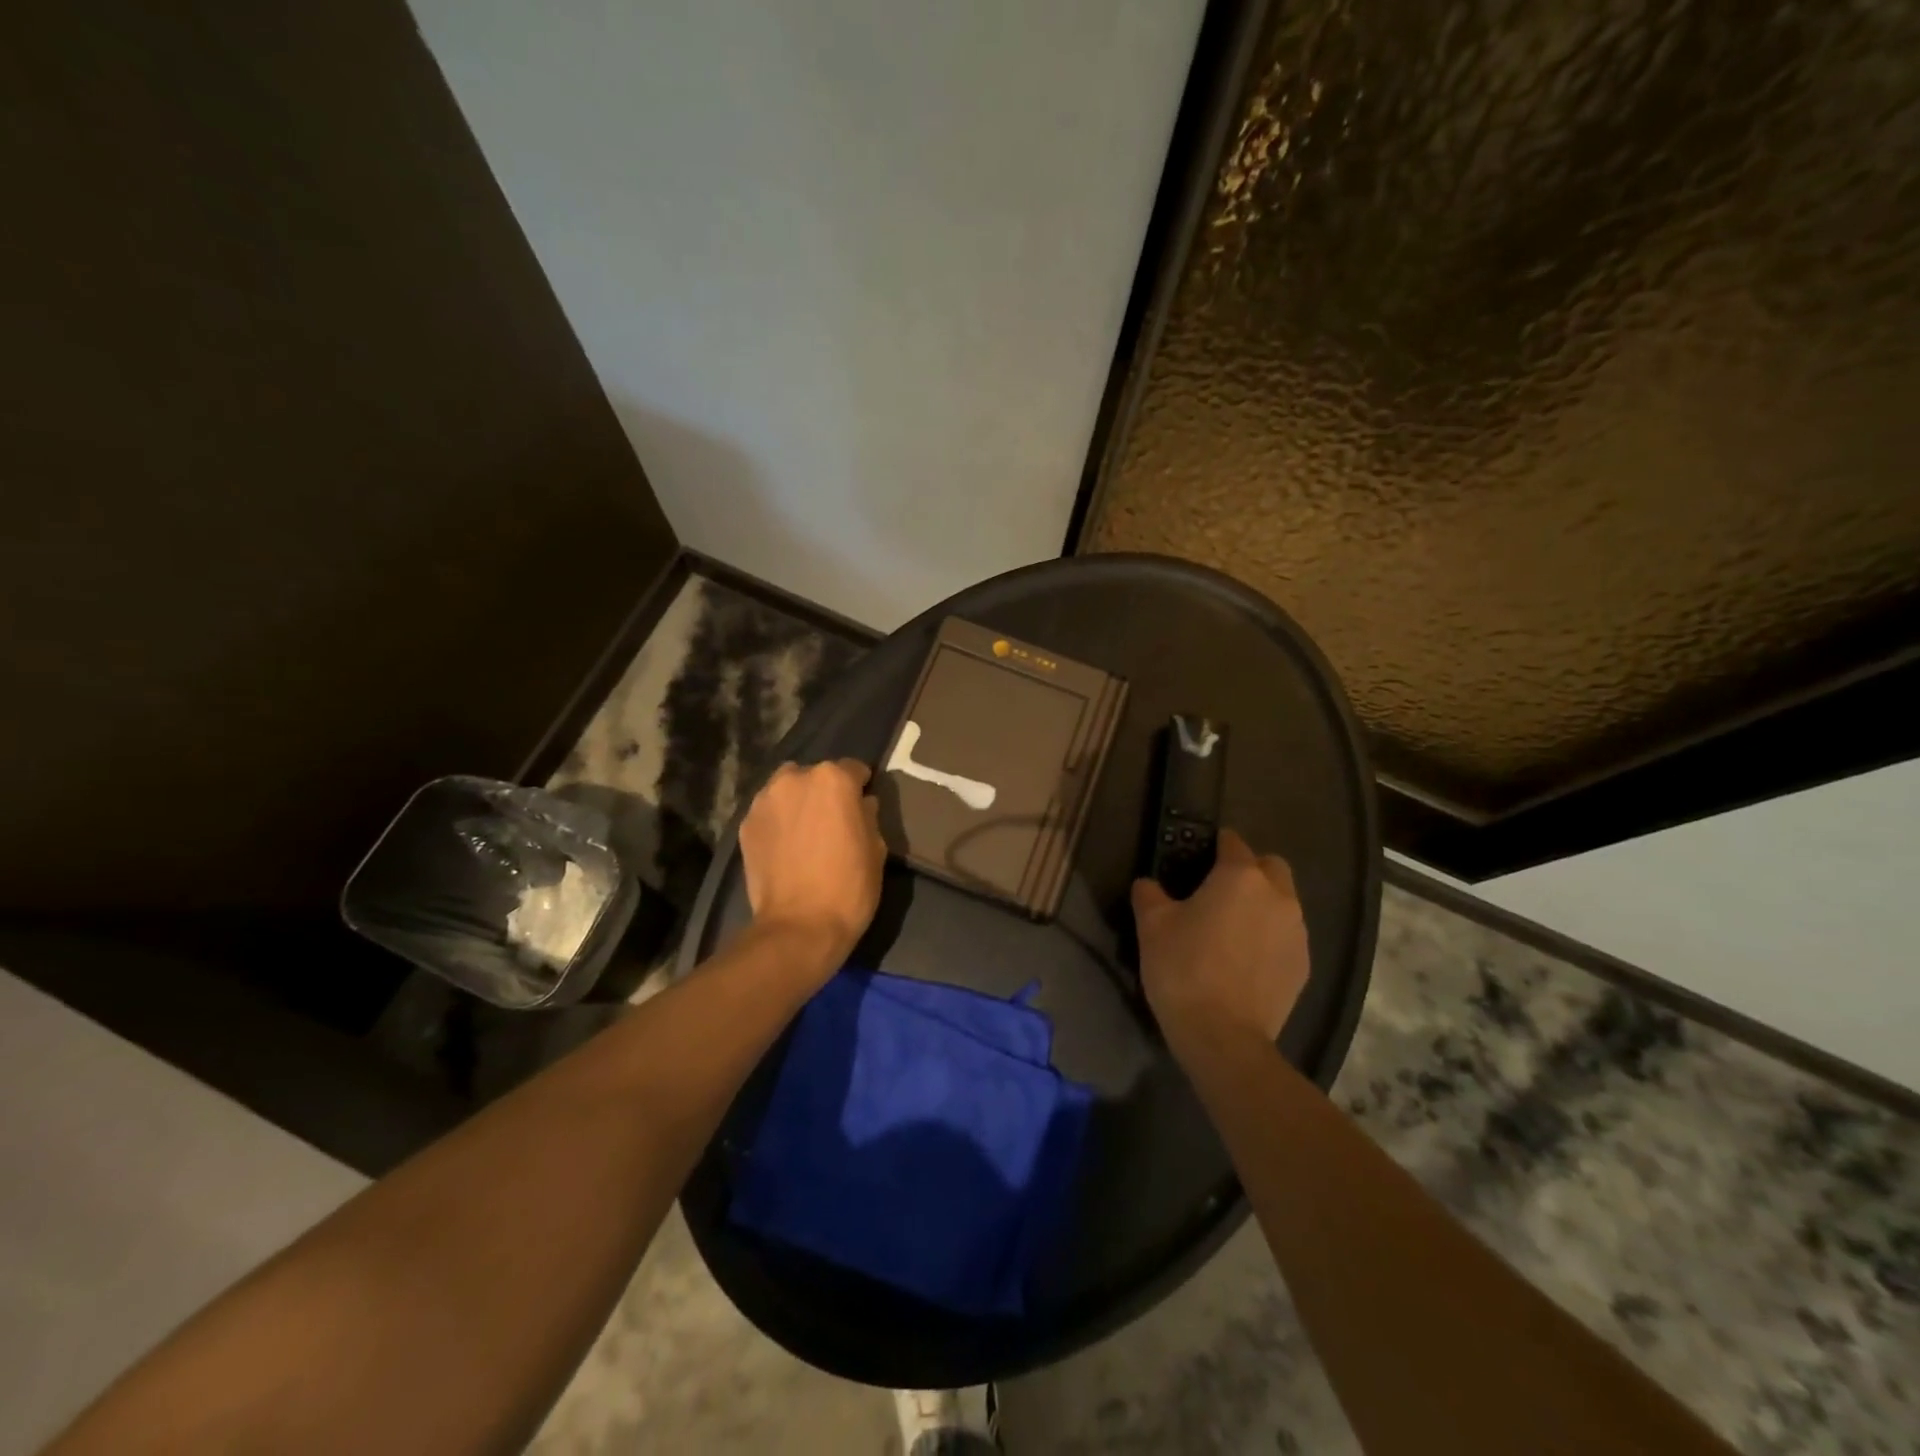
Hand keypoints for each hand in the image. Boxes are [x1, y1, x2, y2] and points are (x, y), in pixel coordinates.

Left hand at [738, 759, 885, 970]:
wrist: (799, 927)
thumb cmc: (849, 886)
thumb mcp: (876, 848)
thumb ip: (868, 815)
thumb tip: (862, 803)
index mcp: (833, 779)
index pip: (853, 769)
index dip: (860, 787)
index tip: (862, 806)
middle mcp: (795, 778)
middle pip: (815, 775)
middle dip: (824, 792)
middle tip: (832, 821)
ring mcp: (764, 800)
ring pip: (787, 790)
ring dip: (797, 803)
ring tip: (804, 833)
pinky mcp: (745, 824)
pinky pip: (768, 813)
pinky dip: (778, 822)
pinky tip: (785, 847)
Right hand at [1131, 829, 1309, 1052]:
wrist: (1223, 1036)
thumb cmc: (1183, 969)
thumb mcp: (1151, 925)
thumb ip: (1149, 893)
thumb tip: (1148, 884)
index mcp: (1240, 877)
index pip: (1232, 842)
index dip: (1215, 846)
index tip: (1198, 859)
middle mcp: (1277, 896)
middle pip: (1270, 866)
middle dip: (1249, 870)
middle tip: (1219, 892)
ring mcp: (1297, 932)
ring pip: (1283, 902)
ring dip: (1262, 905)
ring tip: (1232, 930)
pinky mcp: (1303, 964)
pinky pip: (1287, 936)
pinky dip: (1270, 937)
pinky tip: (1246, 960)